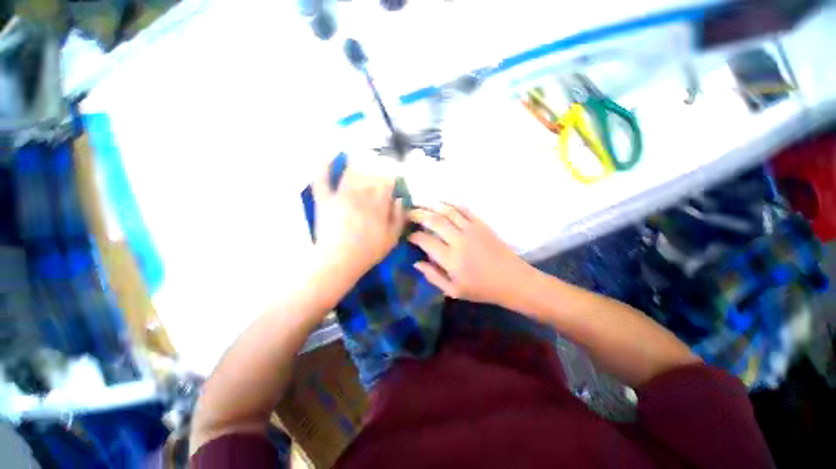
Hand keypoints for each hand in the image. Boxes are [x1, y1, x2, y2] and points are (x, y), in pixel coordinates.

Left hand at [313, 165, 405, 280]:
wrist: (338, 262)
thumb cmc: (368, 253)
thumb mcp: (392, 239)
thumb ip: (399, 218)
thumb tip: (400, 199)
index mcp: (378, 206)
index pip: (386, 184)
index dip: (389, 180)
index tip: (390, 180)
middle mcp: (361, 197)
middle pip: (370, 177)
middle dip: (375, 173)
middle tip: (376, 173)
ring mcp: (341, 197)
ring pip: (351, 174)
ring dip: (357, 167)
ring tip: (360, 162)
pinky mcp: (325, 201)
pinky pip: (322, 180)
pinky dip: (323, 166)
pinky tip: (327, 154)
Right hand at [408, 204, 532, 306]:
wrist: (512, 280)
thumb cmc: (482, 289)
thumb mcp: (454, 291)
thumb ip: (433, 276)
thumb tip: (416, 263)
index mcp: (451, 259)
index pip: (425, 240)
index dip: (413, 236)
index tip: (408, 236)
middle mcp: (459, 240)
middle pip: (433, 220)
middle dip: (417, 214)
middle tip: (408, 213)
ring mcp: (471, 229)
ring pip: (447, 210)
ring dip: (431, 204)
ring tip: (420, 202)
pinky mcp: (481, 224)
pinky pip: (463, 208)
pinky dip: (450, 203)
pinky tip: (441, 202)